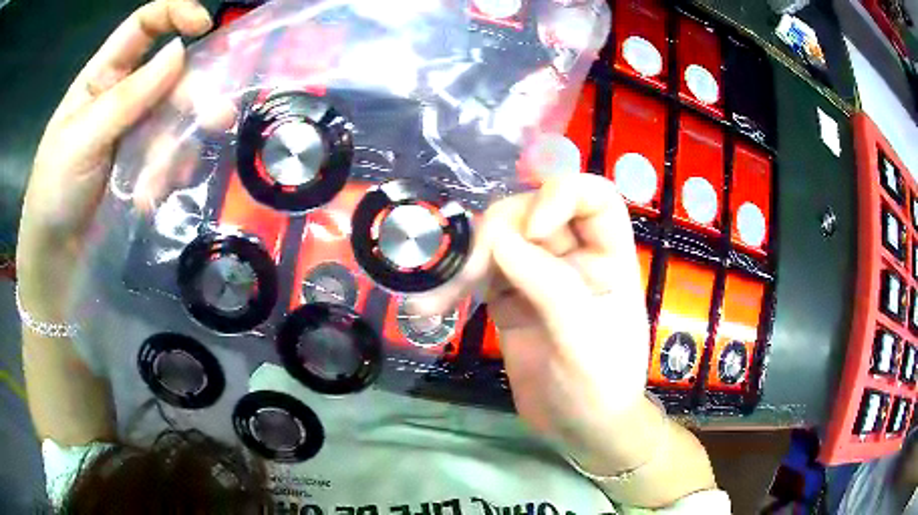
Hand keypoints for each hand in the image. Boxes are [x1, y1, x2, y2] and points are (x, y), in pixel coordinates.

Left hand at [17, 0, 213, 315]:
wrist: (54, 258)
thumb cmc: (54, 190)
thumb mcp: (82, 139)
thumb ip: (127, 97)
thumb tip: (180, 52)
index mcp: (103, 77)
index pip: (143, 26)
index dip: (175, 13)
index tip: (204, 25)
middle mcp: (123, 96)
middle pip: (170, 76)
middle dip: (193, 95)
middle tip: (217, 118)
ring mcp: (134, 133)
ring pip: (174, 120)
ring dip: (176, 149)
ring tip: (157, 184)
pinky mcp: (142, 167)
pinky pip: (170, 157)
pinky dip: (168, 175)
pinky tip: (151, 198)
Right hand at [414, 172, 656, 472]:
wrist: (580, 430)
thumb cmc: (600, 388)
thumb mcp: (582, 341)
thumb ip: (549, 287)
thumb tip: (500, 240)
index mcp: (610, 257)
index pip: (594, 197)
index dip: (561, 195)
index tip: (532, 230)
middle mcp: (574, 256)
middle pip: (534, 211)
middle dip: (498, 233)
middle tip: (469, 273)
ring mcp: (538, 275)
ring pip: (500, 238)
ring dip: (465, 260)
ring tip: (437, 297)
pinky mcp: (509, 298)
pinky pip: (480, 273)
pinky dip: (453, 285)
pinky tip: (430, 305)